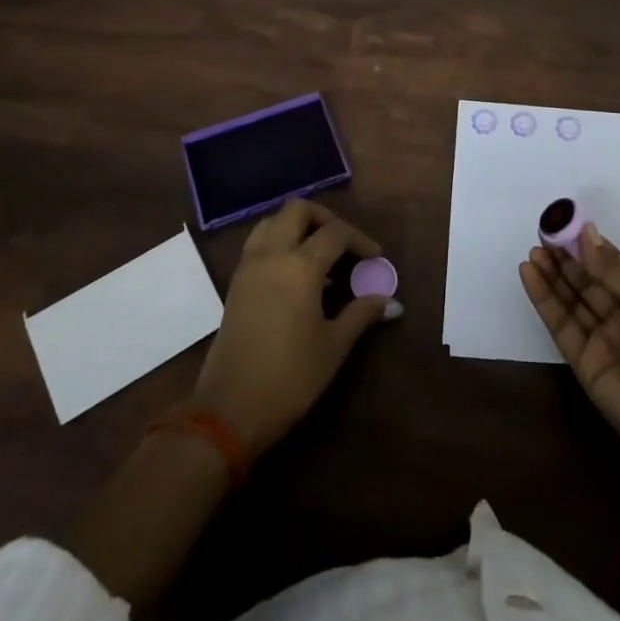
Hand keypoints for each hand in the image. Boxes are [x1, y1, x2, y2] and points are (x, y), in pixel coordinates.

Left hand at [194, 200, 395, 456]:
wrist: (228, 411)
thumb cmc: (289, 378)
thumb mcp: (333, 347)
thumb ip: (362, 314)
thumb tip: (391, 301)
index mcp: (300, 266)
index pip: (336, 232)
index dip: (360, 240)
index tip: (376, 258)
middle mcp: (272, 254)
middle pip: (297, 210)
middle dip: (325, 218)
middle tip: (344, 244)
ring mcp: (248, 266)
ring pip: (272, 221)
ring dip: (297, 225)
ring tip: (319, 253)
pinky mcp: (235, 283)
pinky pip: (258, 242)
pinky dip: (279, 241)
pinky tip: (295, 272)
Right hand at [520, 223, 619, 477]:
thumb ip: (617, 270)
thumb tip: (586, 234)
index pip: (611, 265)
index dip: (587, 245)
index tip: (563, 223)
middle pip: (587, 281)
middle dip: (564, 258)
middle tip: (541, 234)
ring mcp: (601, 340)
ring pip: (570, 300)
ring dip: (550, 275)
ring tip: (532, 252)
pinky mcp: (582, 363)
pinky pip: (559, 325)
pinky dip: (543, 299)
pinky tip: (529, 275)